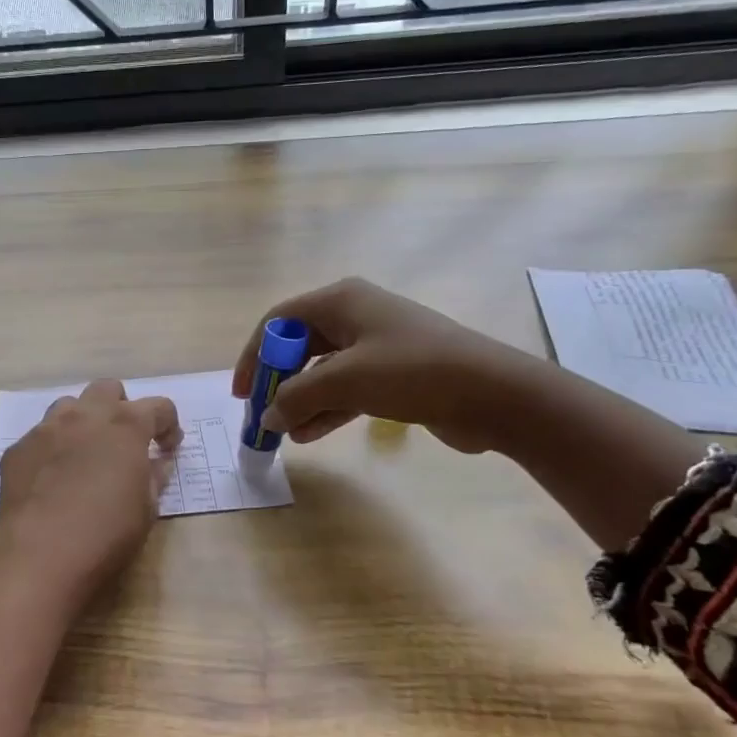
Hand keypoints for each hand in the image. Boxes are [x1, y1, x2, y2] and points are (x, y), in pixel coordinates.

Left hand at [0, 379, 182, 593]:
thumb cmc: (106, 533)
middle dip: (121, 408)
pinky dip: (52, 450)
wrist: (40, 555)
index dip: (168, 425)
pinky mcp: (17, 450)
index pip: (158, 407)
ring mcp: (45, 429)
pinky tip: (52, 480)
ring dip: (83, 422)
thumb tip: (156, 462)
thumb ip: (153, 477)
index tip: (167, 448)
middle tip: (123, 442)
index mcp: (125, 426)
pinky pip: (39, 437)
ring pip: (68, 406)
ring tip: (85, 454)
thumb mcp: (146, 509)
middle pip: (108, 389)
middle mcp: (84, 416)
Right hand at [231, 277, 537, 452]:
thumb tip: (268, 417)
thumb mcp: (345, 380)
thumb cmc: (413, 371)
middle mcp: (355, 316)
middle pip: (299, 347)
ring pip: (322, 372)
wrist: (494, 393)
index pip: (278, 321)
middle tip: (262, 414)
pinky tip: (310, 435)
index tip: (242, 392)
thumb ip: (297, 396)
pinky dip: (327, 409)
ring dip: (301, 401)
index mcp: (341, 301)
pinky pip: (346, 389)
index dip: (253, 355)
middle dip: (278, 382)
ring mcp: (376, 345)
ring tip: (285, 434)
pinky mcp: (392, 374)